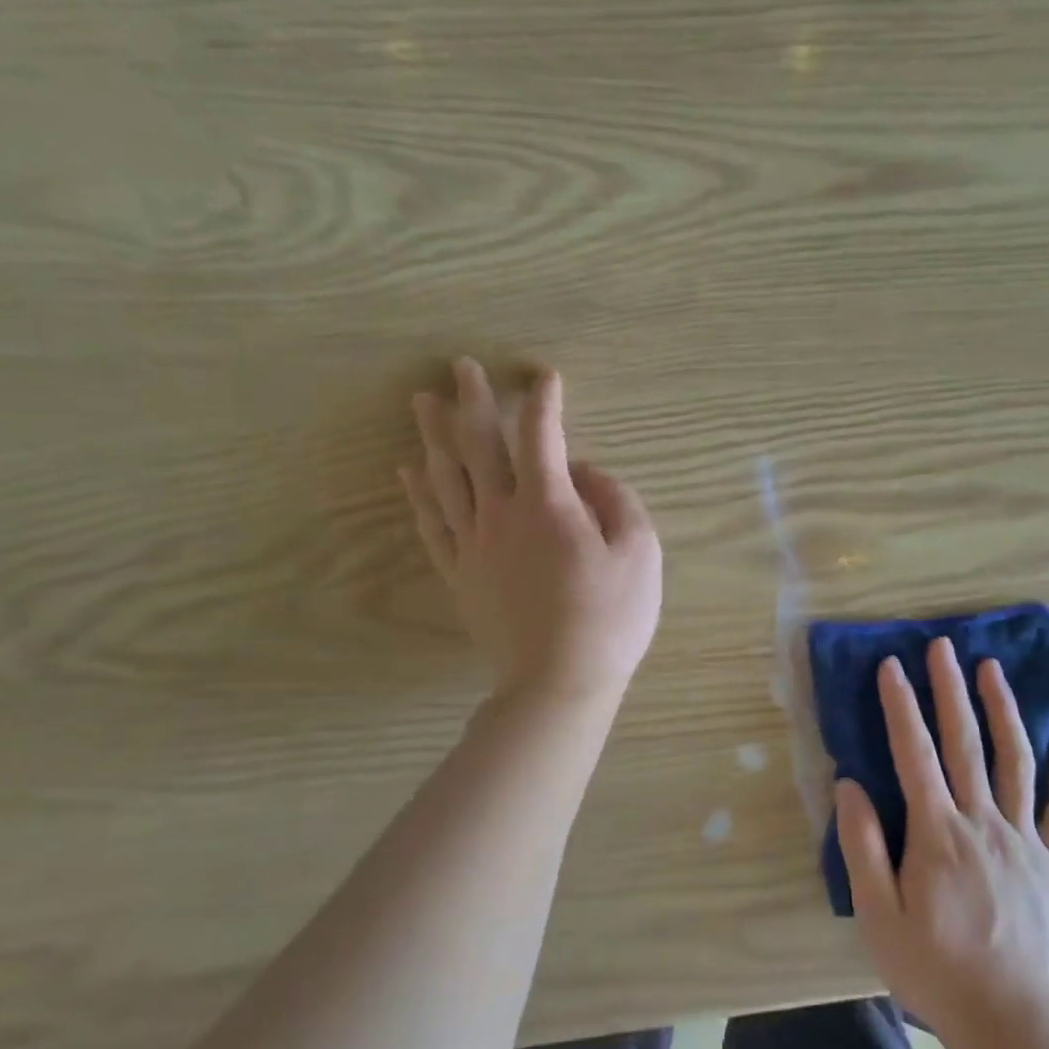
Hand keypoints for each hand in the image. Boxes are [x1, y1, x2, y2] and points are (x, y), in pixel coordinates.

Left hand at [400, 358, 662, 706]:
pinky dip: (417, 493)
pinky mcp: (459, 574)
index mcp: (549, 504)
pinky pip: (430, 524)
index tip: (545, 376)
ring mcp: (473, 545)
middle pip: (479, 445)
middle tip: (461, 366)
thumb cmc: (610, 618)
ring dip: (434, 435)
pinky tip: (407, 471)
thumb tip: (586, 472)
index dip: (544, 401)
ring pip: (445, 477)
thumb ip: (616, 500)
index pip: (542, 436)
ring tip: (422, 402)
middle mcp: (501, 513)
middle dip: (473, 400)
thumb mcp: (640, 553)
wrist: (559, 682)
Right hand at [834, 637, 1048, 1046]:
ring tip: (992, 669)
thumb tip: (849, 784)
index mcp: (937, 832)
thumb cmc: (931, 966)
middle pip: (965, 743)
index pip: (914, 753)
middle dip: (950, 690)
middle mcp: (982, 821)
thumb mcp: (878, 914)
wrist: (1007, 1017)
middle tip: (942, 646)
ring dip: (1003, 710)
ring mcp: (1022, 838)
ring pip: (1015, 760)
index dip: (900, 706)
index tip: (890, 666)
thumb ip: (863, 845)